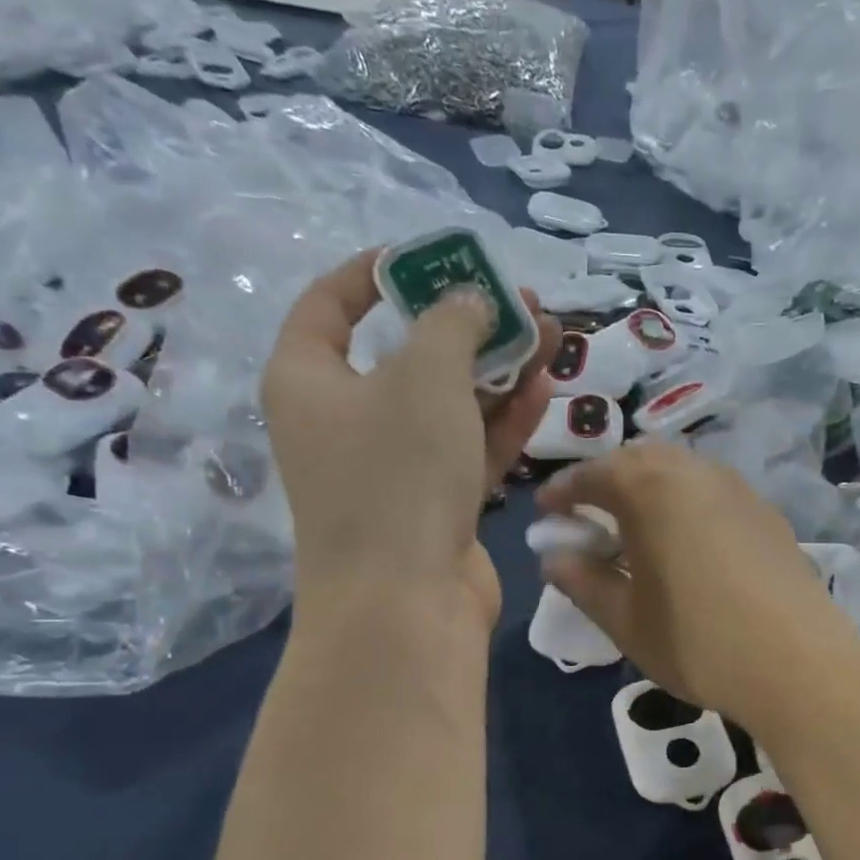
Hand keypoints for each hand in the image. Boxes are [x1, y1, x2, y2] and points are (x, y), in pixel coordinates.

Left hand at [263, 249, 558, 629]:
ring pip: (449, 402)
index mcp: (310, 379)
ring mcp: (394, 466)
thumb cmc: (397, 474)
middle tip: (519, 301)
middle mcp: (346, 419)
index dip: (379, 272)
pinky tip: (543, 388)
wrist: (406, 602)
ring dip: (498, 370)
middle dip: (466, 324)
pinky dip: (503, 419)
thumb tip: (470, 299)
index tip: (433, 258)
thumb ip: (453, 324)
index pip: (332, 303)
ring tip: (550, 336)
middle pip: (407, 353)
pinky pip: (469, 446)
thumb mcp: (425, 377)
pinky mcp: (436, 503)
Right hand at [536, 443, 859, 730]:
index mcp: (650, 488)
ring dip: (650, 489)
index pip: (592, 474)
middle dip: (608, 481)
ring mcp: (739, 490)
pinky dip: (687, 504)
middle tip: (591, 518)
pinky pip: (713, 493)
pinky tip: (688, 544)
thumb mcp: (625, 620)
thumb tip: (554, 558)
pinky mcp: (769, 514)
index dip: (563, 492)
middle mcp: (696, 472)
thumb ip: (583, 582)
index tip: (546, 514)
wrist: (799, 664)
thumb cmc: (697, 642)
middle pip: (640, 459)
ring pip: (682, 472)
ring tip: (638, 530)